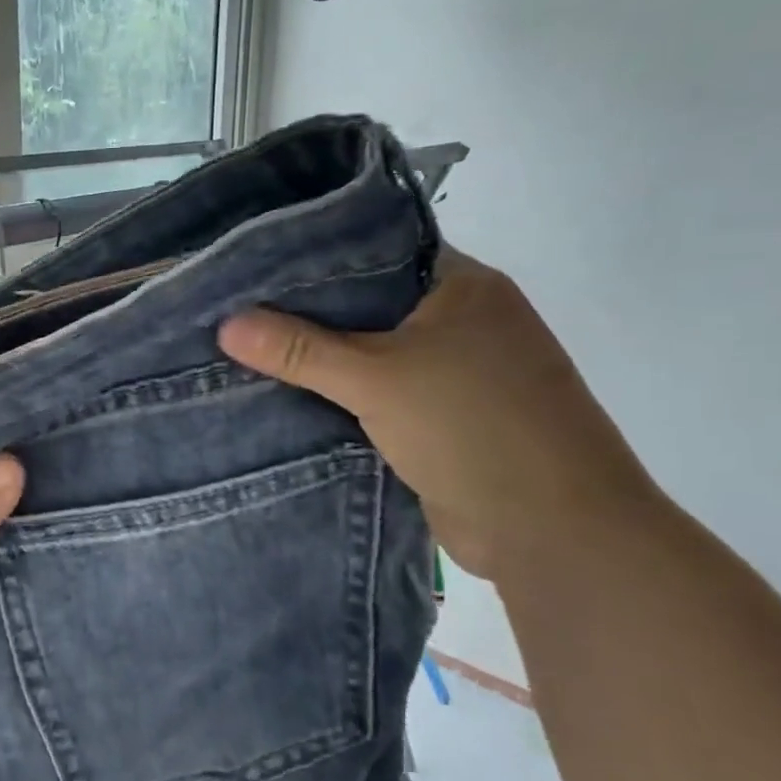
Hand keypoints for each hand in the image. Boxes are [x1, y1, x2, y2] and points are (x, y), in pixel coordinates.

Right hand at [218, 248, 658, 579]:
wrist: (554, 533)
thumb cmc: (475, 430)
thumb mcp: (379, 379)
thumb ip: (301, 350)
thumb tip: (225, 324)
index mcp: (460, 286)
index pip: (374, 247)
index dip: (312, 251)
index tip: (251, 258)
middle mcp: (458, 319)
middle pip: (365, 303)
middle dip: (303, 310)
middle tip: (233, 303)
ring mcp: (451, 370)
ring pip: (367, 351)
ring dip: (317, 357)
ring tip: (243, 344)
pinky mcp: (438, 417)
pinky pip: (373, 392)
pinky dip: (335, 394)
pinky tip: (281, 393)